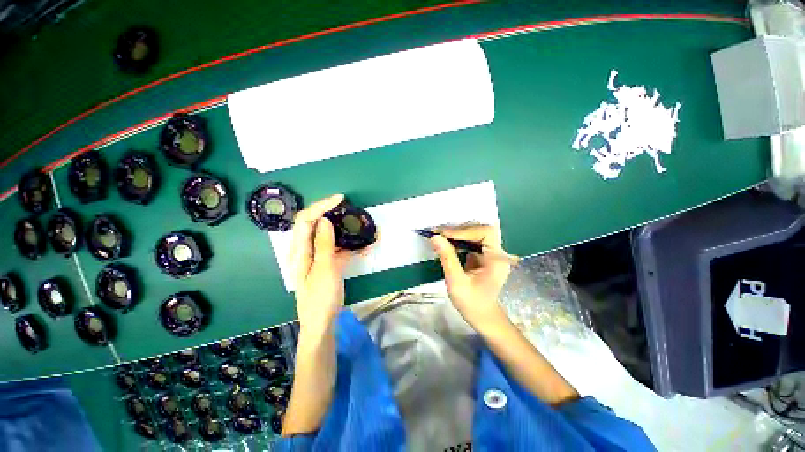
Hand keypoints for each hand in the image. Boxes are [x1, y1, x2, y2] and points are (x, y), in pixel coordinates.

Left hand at [290, 194, 352, 335]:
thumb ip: (324, 244)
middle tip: (350, 210)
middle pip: (316, 223)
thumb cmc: (320, 297)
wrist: (322, 321)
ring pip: (329, 235)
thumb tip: (325, 219)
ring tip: (360, 226)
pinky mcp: (328, 262)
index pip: (306, 219)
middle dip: (332, 213)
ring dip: (345, 229)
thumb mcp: (324, 269)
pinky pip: (339, 248)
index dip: (321, 206)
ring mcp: (318, 255)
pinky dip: (351, 244)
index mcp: (299, 250)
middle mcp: (306, 249)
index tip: (340, 199)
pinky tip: (366, 246)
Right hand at [428, 225, 511, 328]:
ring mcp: (491, 253)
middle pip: (482, 229)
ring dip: (458, 232)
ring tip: (440, 234)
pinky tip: (447, 241)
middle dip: (461, 229)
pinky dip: (459, 238)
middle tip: (440, 232)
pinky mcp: (484, 255)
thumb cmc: (472, 303)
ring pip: (476, 233)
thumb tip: (435, 237)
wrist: (482, 316)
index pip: (485, 233)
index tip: (444, 234)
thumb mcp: (456, 282)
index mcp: (497, 259)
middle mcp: (497, 253)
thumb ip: (447, 258)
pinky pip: (472, 240)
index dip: (465, 230)